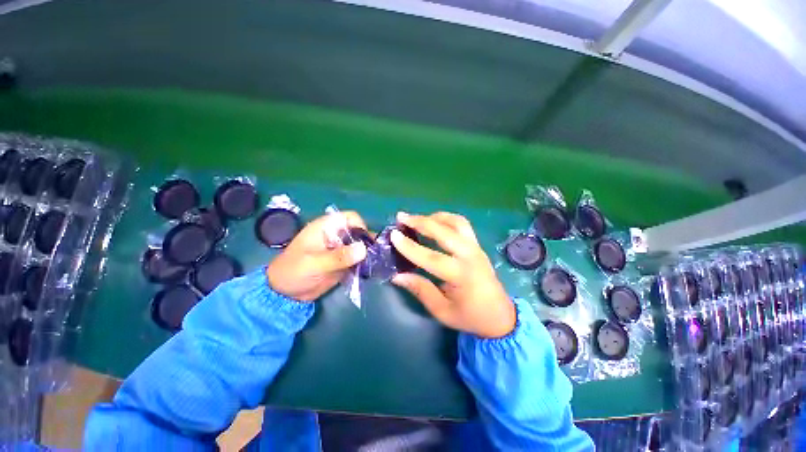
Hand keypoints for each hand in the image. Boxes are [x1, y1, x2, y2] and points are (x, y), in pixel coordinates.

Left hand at [267, 211, 367, 301]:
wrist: (285, 293)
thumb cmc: (294, 271)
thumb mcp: (315, 264)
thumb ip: (339, 257)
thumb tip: (364, 249)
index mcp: (326, 227)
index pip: (349, 217)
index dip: (360, 225)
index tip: (365, 241)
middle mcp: (336, 235)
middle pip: (358, 231)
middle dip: (367, 241)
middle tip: (374, 255)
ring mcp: (340, 249)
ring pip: (360, 245)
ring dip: (368, 253)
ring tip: (374, 263)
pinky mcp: (343, 261)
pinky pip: (358, 258)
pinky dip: (364, 262)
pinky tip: (368, 270)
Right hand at [390, 212, 514, 338]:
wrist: (500, 316)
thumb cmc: (470, 317)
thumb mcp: (442, 311)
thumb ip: (420, 290)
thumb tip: (397, 276)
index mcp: (461, 276)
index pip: (431, 258)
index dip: (410, 247)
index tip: (394, 235)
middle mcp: (470, 256)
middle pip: (444, 232)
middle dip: (421, 222)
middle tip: (402, 217)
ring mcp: (476, 248)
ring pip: (456, 222)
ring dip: (435, 217)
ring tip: (417, 218)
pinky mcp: (477, 245)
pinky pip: (462, 225)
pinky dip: (446, 219)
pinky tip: (435, 222)